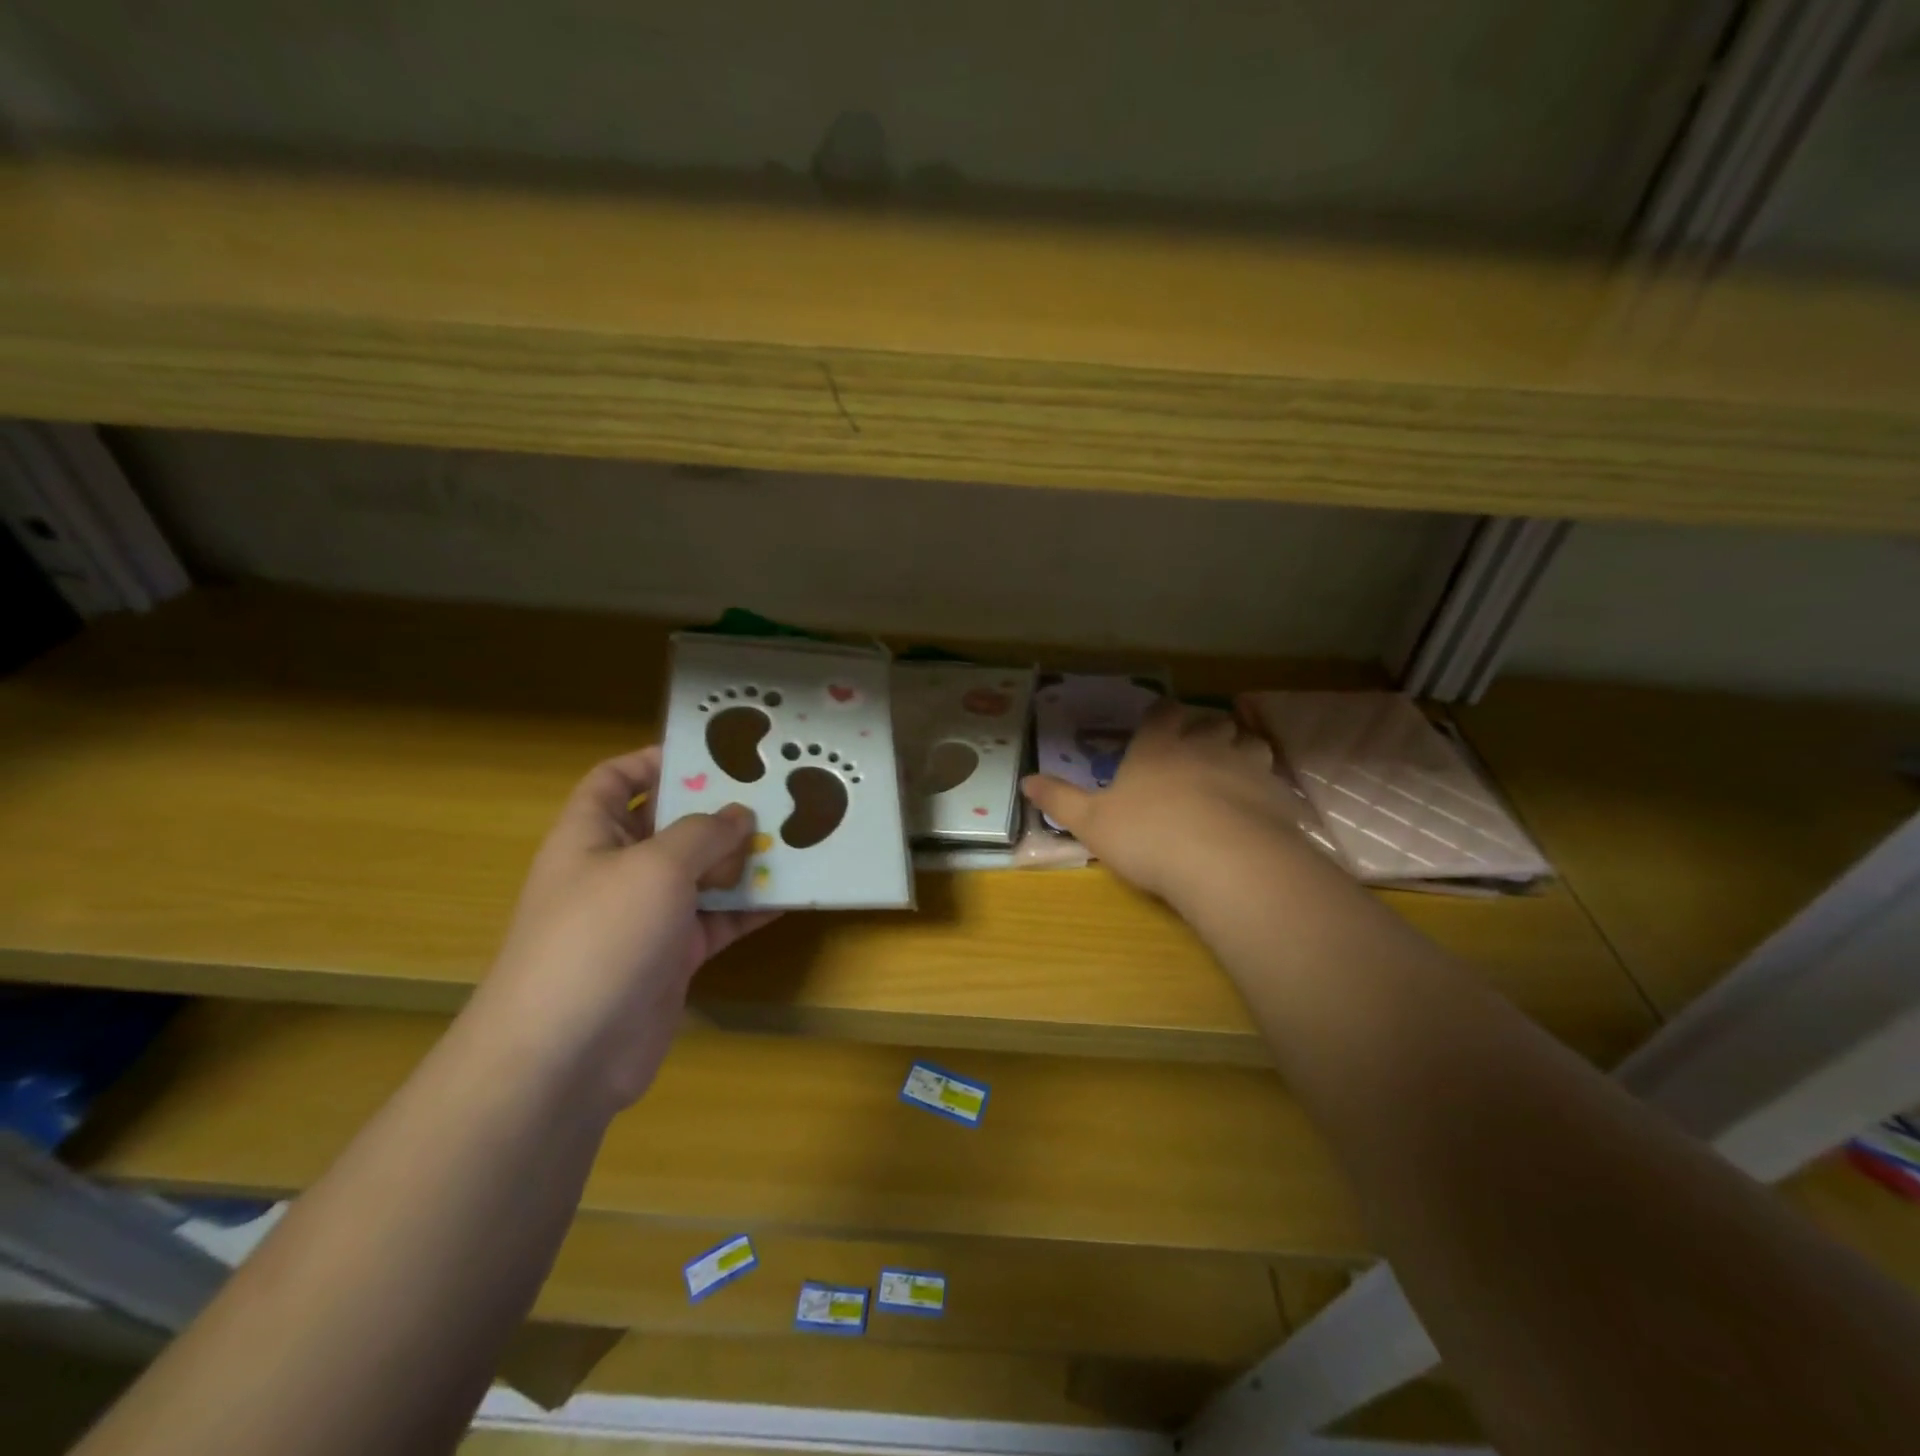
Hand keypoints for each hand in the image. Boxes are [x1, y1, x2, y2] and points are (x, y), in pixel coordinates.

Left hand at [472, 746, 778, 1111]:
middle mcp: (616, 871)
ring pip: (700, 875)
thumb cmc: (599, 937)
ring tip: (795, 838)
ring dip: (742, 860)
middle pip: (669, 826)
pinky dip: (749, 910)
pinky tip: (791, 895)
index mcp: (591, 836)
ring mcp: (645, 917)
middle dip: (716, 810)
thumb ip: (703, 834)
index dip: (655, 760)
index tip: (712, 753)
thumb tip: (739, 815)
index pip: (615, 780)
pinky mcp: (671, 958)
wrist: (567, 1055)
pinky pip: (717, 922)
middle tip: (774, 793)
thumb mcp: (655, 868)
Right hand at [1022, 699, 1306, 904]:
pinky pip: (1273, 780)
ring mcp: (1245, 766)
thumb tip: (1025, 780)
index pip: (1163, 711)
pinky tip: (1256, 809)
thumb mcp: (1090, 822)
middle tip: (1195, 752)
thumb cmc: (1147, 835)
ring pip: (1250, 743)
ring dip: (1240, 752)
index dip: (1162, 715)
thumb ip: (1059, 799)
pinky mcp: (1277, 795)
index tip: (1158, 724)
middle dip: (1206, 730)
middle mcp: (1204, 745)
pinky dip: (1264, 787)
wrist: (1223, 862)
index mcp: (1158, 746)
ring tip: (1231, 774)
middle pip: (1212, 721)